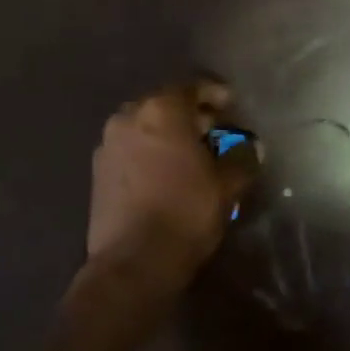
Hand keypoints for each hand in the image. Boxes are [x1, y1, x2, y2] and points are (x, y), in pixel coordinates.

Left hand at [87, 79, 256, 292]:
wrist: (132, 264)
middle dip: (191, 114)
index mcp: (162, 109)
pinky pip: (132, 148)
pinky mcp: (97, 172)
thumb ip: (242, 157)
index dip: (216, 94)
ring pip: (146, 126)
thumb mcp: (227, 184)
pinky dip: (150, 152)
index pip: (193, 86)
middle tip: (216, 130)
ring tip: (192, 154)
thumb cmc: (185, 211)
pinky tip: (168, 173)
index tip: (233, 107)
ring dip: (168, 133)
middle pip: (166, 103)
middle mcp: (129, 117)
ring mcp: (108, 144)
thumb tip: (252, 147)